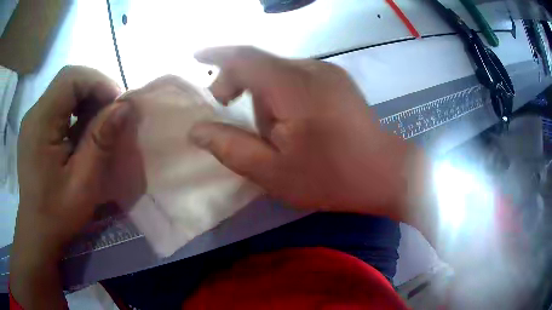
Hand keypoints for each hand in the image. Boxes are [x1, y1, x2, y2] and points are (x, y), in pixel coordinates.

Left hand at [11, 66, 143, 307]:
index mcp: (40, 123)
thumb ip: (100, 141)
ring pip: (65, 91)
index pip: (70, 79)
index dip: (97, 82)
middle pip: (68, 81)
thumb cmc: (57, 214)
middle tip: (112, 114)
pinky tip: (83, 133)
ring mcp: (34, 120)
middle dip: (94, 90)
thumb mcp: (82, 183)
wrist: (37, 232)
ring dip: (87, 101)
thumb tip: (124, 107)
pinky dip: (76, 112)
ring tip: (100, 124)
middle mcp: (34, 113)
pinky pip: (59, 107)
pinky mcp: (36, 129)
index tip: (117, 105)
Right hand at [190, 46, 422, 220]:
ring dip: (265, 97)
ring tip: (277, 133)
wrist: (386, 173)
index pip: (245, 57)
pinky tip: (297, 124)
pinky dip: (283, 95)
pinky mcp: (338, 81)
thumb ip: (231, 148)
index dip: (216, 55)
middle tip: (234, 115)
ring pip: (278, 73)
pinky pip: (297, 78)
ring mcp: (328, 72)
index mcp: (293, 86)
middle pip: (260, 65)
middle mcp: (311, 69)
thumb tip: (197, 130)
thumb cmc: (331, 178)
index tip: (196, 58)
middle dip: (239, 86)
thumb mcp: (273, 172)